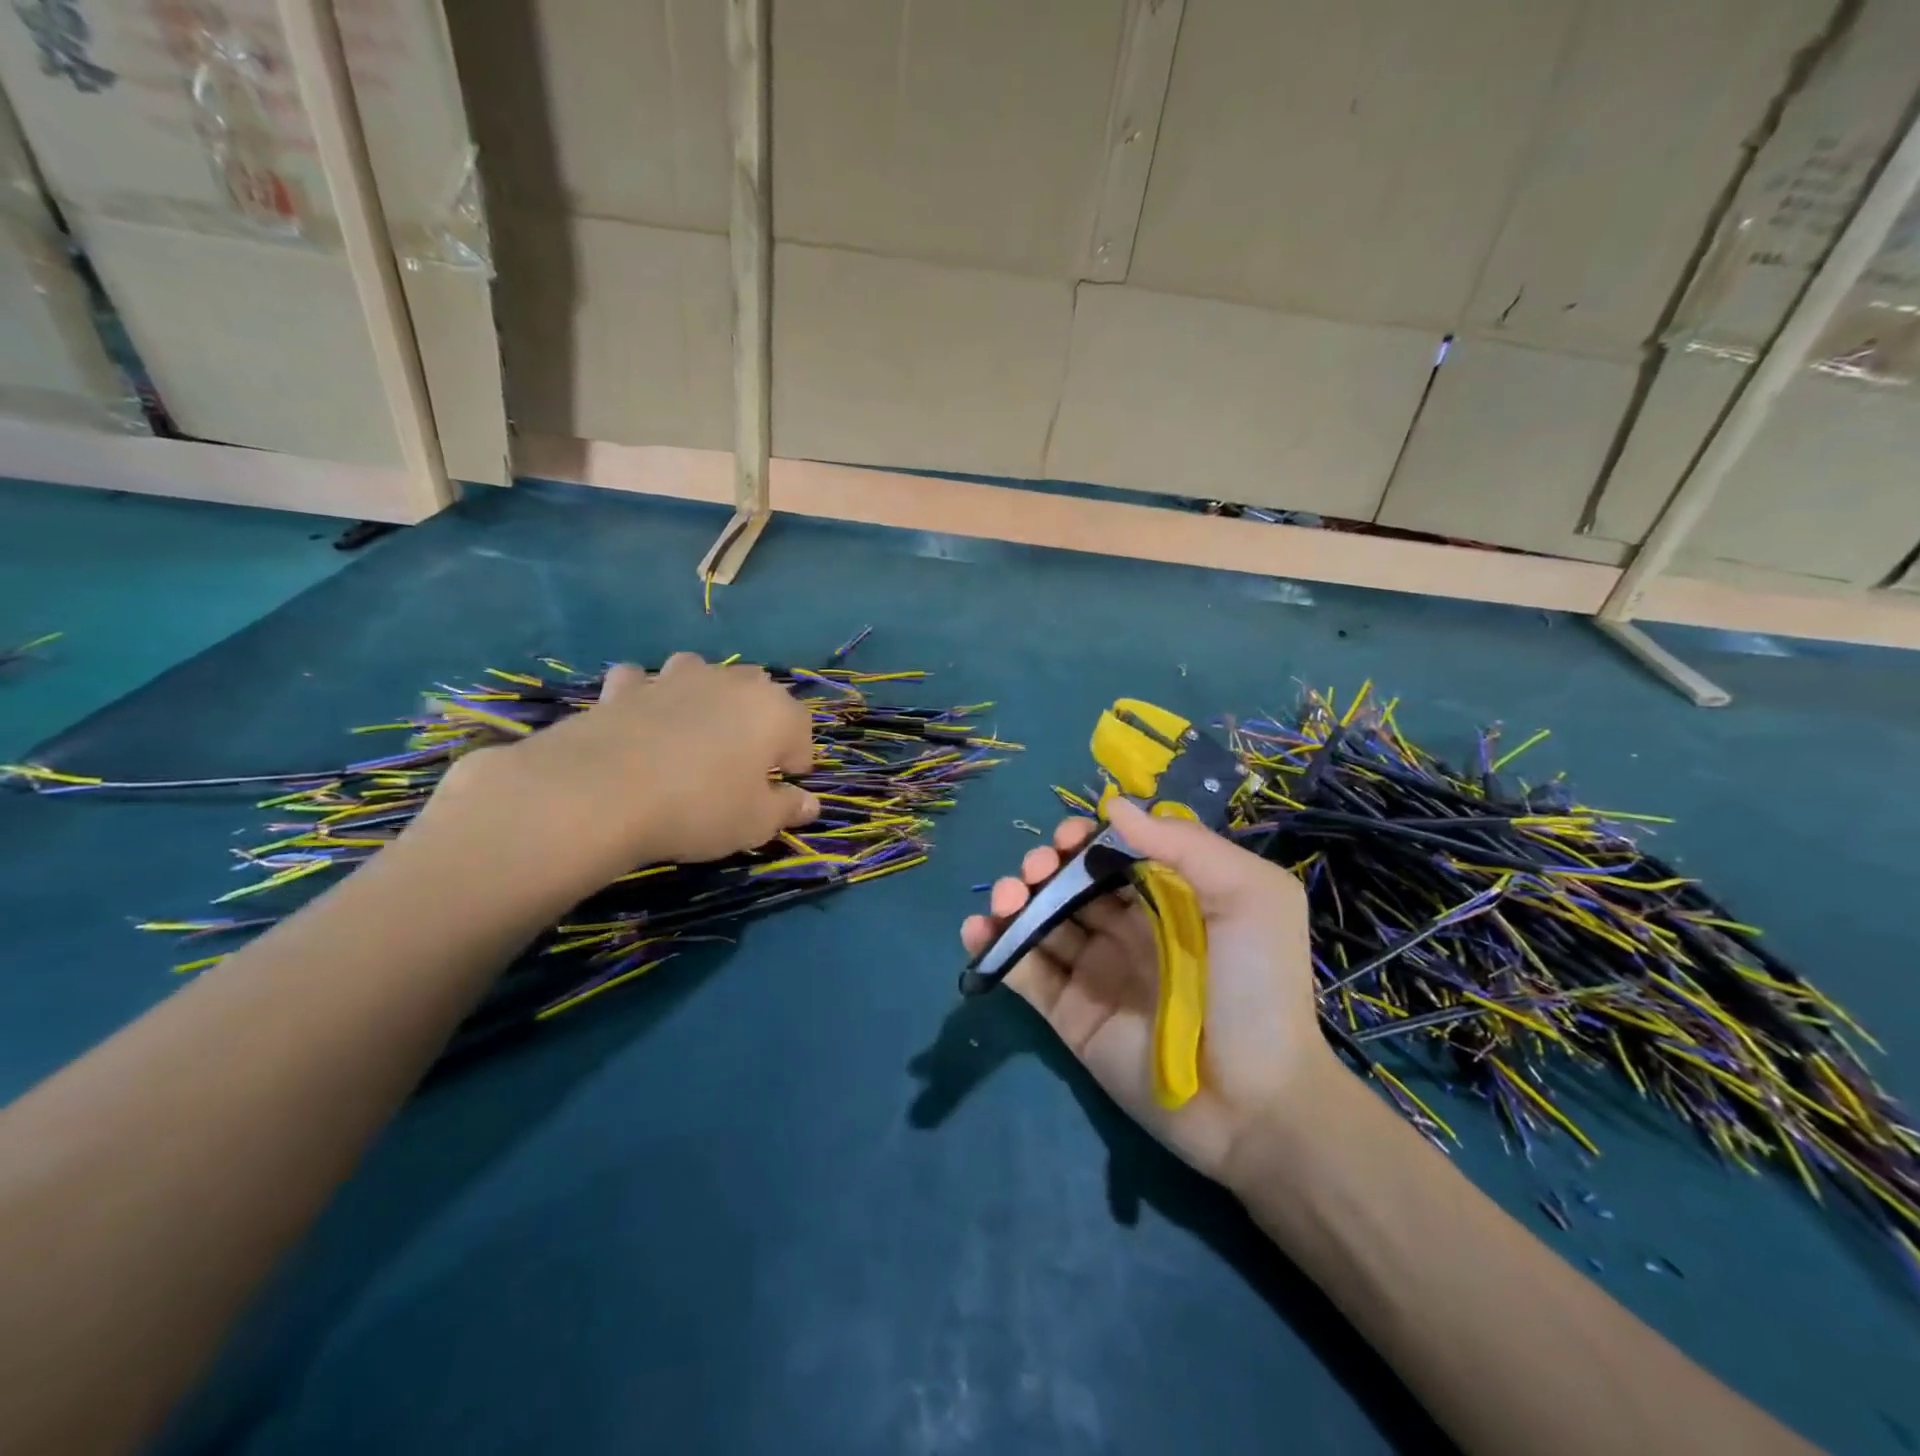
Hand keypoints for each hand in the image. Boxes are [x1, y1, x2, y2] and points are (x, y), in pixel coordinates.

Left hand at [412, 652, 818, 902]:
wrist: (600, 793)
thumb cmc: (699, 808)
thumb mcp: (755, 823)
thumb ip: (787, 809)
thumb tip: (810, 804)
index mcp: (774, 711)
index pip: (801, 730)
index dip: (796, 760)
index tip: (782, 786)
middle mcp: (730, 682)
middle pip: (757, 692)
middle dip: (757, 721)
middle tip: (741, 762)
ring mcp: (675, 678)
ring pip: (701, 672)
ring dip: (704, 694)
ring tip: (693, 731)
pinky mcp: (625, 686)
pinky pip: (642, 681)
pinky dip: (644, 694)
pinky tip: (638, 717)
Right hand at [960, 798, 1343, 1183]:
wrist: (1257, 1102)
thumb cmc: (1259, 988)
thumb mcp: (1250, 896)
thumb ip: (1185, 845)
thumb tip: (1114, 806)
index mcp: (1166, 900)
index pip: (1112, 856)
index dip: (1083, 840)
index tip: (1067, 837)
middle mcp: (1126, 931)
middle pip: (1069, 885)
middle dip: (1043, 866)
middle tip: (1034, 870)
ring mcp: (1095, 973)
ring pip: (1041, 924)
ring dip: (1014, 900)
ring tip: (1006, 898)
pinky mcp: (1070, 1015)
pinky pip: (1027, 974)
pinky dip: (996, 947)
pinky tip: (979, 930)